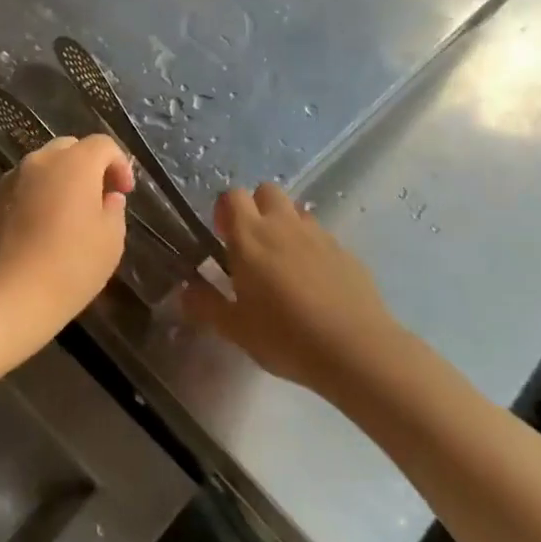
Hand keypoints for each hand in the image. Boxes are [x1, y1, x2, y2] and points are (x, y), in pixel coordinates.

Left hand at [0, 135, 133, 369]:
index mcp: (74, 163)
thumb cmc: (72, 265)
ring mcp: (9, 180)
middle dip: (87, 166)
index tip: (124, 192)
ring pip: (40, 168)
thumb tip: (107, 197)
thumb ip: (114, 209)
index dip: (119, 164)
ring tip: (65, 215)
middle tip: (97, 198)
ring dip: (57, 181)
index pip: (102, 144)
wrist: (11, 296)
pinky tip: (37, 230)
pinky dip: (33, 199)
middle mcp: (39, 161)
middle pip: (69, 149)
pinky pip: (19, 189)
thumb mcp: (111, 240)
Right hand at [184, 183, 405, 397]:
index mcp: (250, 236)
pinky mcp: (346, 251)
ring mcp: (318, 235)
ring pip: (296, 212)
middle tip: (252, 245)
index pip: (232, 196)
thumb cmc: (285, 337)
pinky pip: (321, 237)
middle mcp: (283, 225)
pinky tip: (315, 283)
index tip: (222, 235)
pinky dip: (312, 248)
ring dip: (285, 226)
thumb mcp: (235, 329)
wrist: (355, 350)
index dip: (225, 210)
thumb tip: (185, 290)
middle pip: (267, 191)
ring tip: (284, 264)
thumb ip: (206, 305)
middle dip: (256, 208)